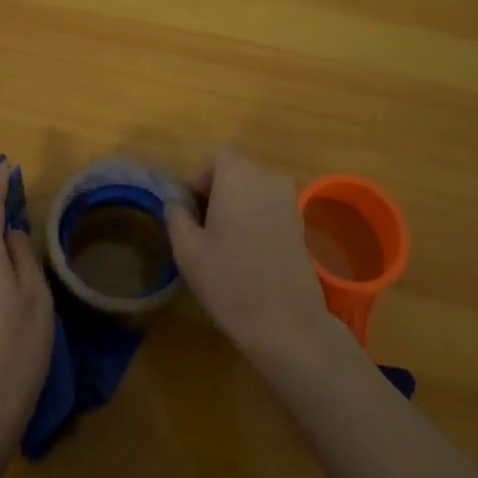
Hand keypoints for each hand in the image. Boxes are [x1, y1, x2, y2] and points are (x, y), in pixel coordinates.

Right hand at [165, 147, 342, 363]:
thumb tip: (176, 202)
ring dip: (239, 204)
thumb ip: (177, 216)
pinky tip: (248, 253)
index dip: (201, 177)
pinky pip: (272, 208)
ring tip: (225, 241)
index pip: (218, 156)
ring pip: (256, 190)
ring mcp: (290, 201)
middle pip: (238, 170)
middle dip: (218, 190)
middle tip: (203, 226)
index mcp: (238, 176)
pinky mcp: (302, 225)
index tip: (191, 208)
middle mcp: (268, 179)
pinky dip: (257, 219)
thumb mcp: (187, 250)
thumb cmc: (229, 280)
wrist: (285, 321)